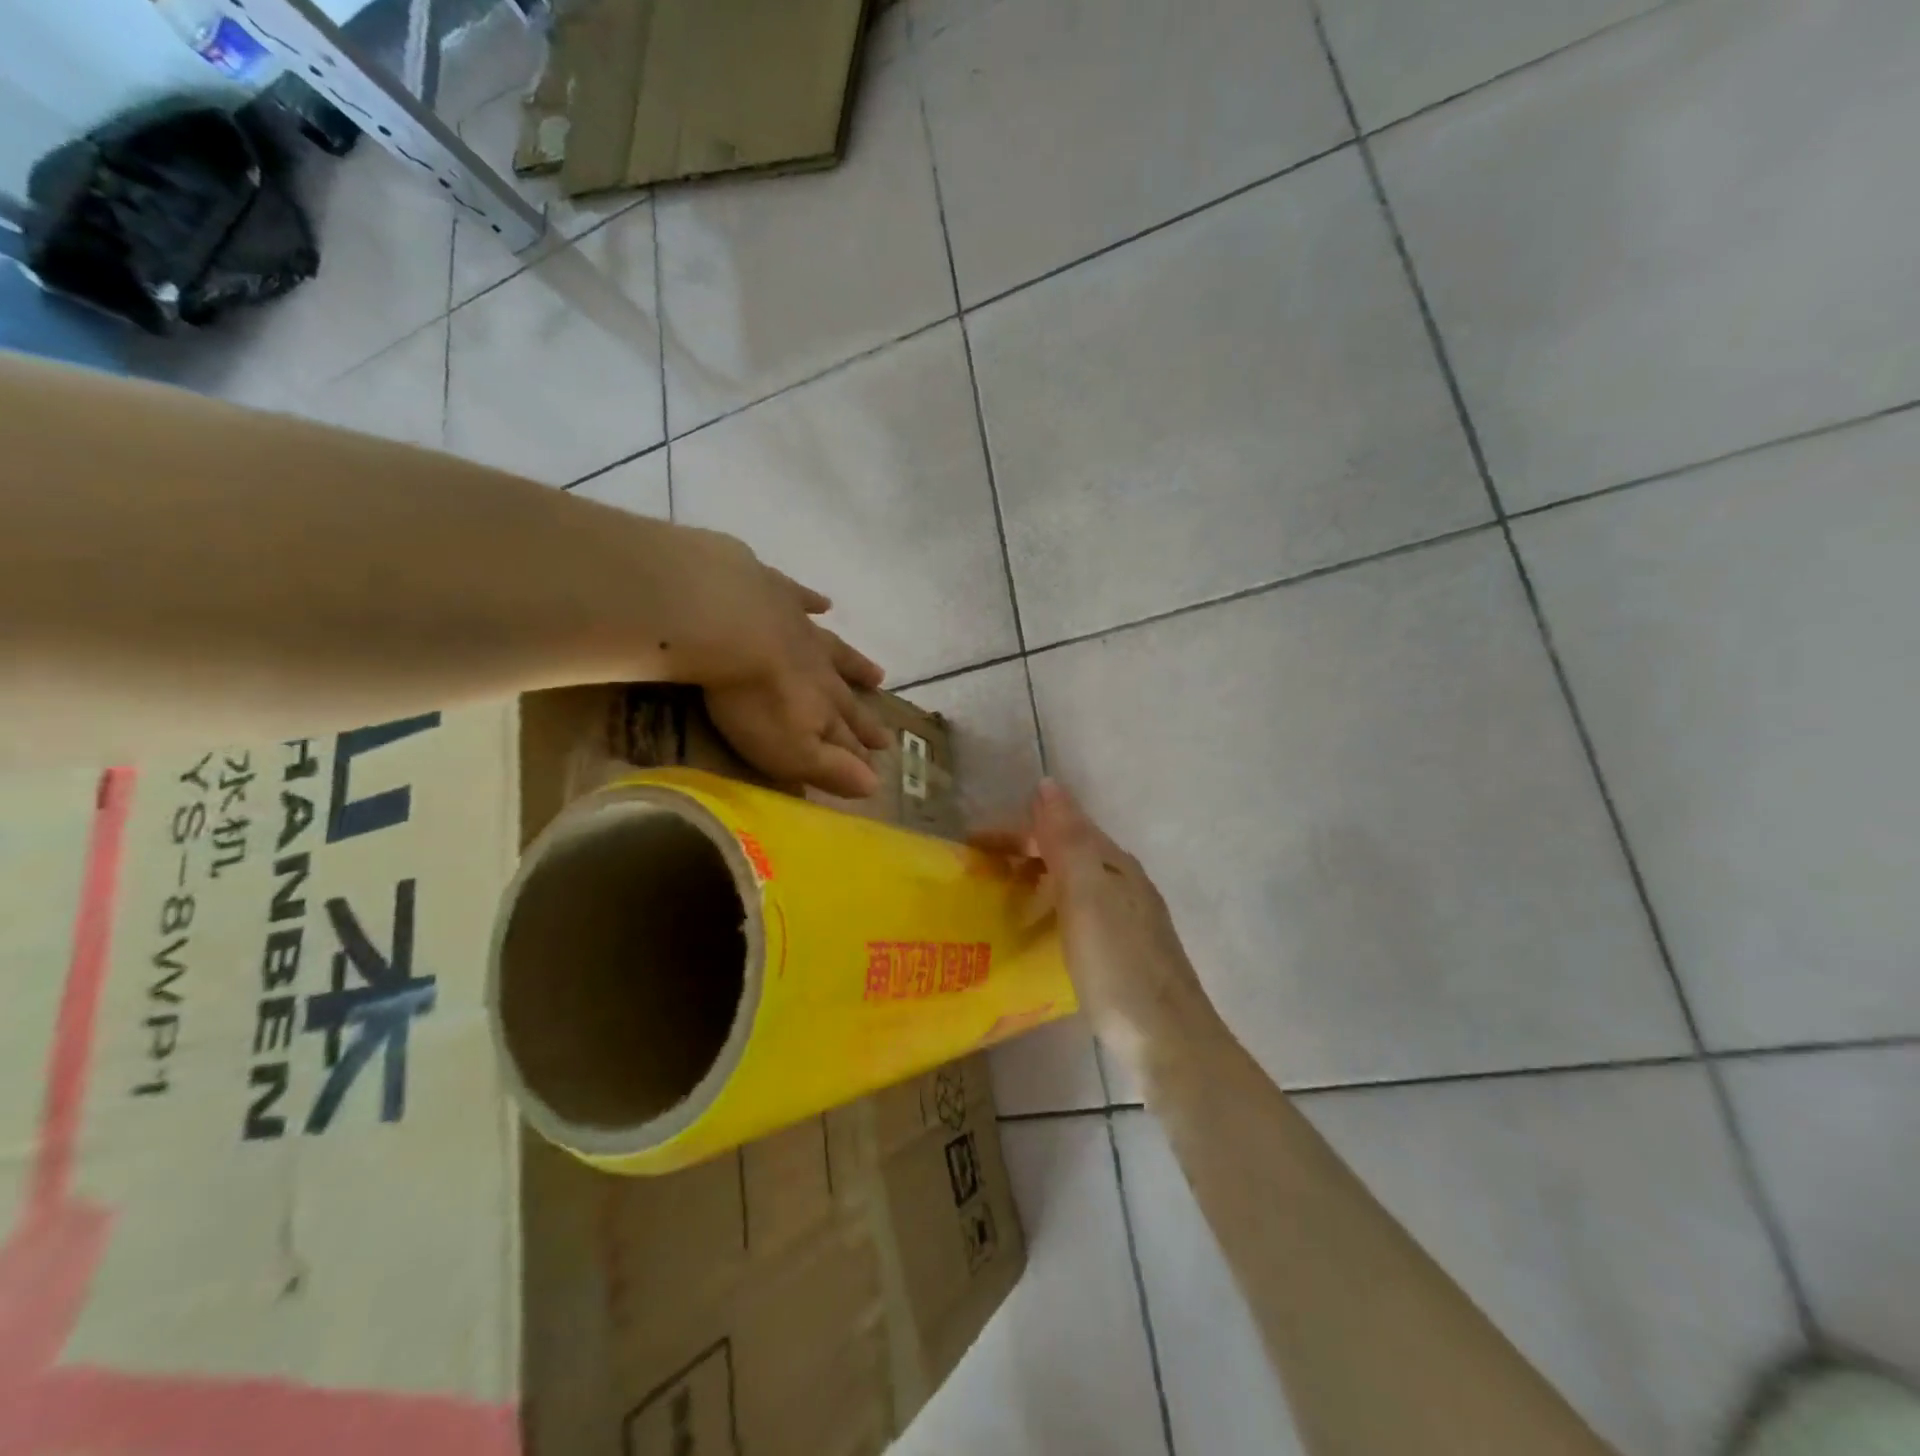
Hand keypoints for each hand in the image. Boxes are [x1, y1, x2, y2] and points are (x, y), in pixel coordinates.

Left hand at [658, 529, 891, 797]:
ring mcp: (799, 629)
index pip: (846, 738)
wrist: (727, 621)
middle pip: (846, 698)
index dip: (860, 753)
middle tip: (886, 735)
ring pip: (835, 652)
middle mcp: (819, 670)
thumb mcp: (790, 750)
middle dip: (864, 719)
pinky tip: (824, 603)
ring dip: (855, 665)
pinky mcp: (772, 592)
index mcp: (821, 708)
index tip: (880, 760)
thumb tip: (875, 787)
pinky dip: (814, 602)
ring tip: (879, 674)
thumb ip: (830, 767)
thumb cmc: (754, 698)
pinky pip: (801, 598)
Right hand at [979, 781, 1220, 1081]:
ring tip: (1002, 898)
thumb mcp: (1086, 895)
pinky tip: (1042, 931)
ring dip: (1037, 877)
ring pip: (1075, 880)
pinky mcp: (1127, 949)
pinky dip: (1052, 906)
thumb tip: (1048, 783)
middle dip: (1023, 851)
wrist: (1169, 1039)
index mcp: (1113, 862)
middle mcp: (1124, 880)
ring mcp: (1129, 916)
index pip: (1058, 826)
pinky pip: (1080, 909)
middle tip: (980, 872)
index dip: (1015, 831)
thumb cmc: (1118, 965)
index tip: (971, 846)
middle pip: (1067, 850)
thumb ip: (1067, 839)